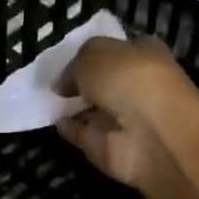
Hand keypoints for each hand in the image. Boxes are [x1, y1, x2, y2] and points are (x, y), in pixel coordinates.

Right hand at [56, 37, 198, 198]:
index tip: (68, 58)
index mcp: (143, 55)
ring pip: (95, 110)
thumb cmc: (129, 80)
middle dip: (82, 82)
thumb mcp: (93, 54)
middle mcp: (137, 86)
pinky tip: (52, 121)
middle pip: (105, 82)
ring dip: (74, 107)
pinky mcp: (111, 148)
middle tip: (51, 80)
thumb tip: (63, 84)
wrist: (152, 134)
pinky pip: (85, 134)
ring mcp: (125, 120)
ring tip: (46, 100)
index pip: (118, 50)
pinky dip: (69, 129)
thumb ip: (75, 66)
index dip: (94, 54)